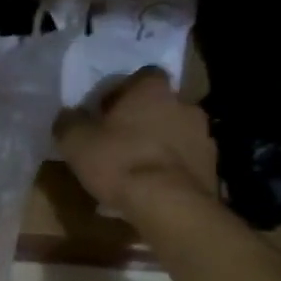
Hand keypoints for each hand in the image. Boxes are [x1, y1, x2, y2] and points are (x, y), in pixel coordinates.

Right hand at [52, 67, 219, 213]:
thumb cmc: (119, 161)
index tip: (108, 110)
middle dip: (144, 119)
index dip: (125, 91)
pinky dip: (172, 169)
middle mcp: (184, 105)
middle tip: (121, 140)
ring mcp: (204, 137)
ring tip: (138, 169)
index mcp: (153, 90)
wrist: (168, 205)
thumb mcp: (75, 141)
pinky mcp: (213, 168)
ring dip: (160, 144)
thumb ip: (69, 122)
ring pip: (176, 133)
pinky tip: (154, 188)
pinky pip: (186, 161)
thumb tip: (68, 116)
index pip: (144, 75)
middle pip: (162, 105)